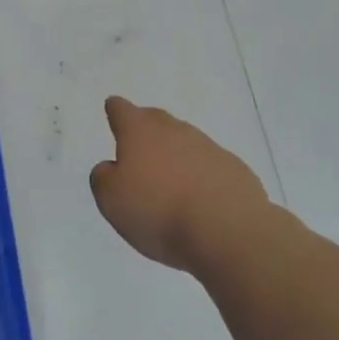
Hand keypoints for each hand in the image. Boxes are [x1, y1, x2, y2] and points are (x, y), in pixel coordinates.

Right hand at [89, 96, 271, 272]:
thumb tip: (111, 167)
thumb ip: (103, 178)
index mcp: (140, 132)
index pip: (123, 111)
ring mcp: (209, 147)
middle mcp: (175, 131)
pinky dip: (200, 175)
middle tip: (138, 146)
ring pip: (185, 142)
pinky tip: (199, 198)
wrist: (227, 230)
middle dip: (145, 128)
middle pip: (156, 120)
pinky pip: (209, 165)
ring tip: (168, 181)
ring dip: (175, 154)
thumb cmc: (158, 212)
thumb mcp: (111, 200)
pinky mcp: (235, 169)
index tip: (113, 109)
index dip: (116, 111)